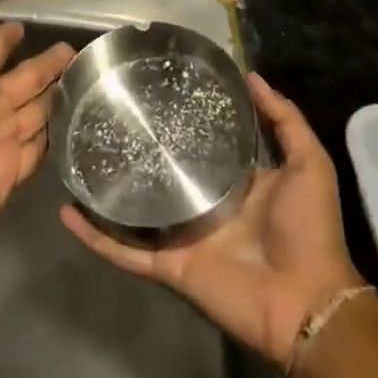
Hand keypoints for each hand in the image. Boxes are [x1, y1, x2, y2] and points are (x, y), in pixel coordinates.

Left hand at [0, 0, 73, 281]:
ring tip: (89, 84)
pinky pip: (39, 150)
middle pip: (26, 78)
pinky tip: (77, 129)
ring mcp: (0, 140)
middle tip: (78, 52)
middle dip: (48, 64)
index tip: (31, 21)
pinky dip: (55, 139)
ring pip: (37, 111)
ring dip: (58, 98)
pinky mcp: (11, 173)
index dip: (9, 34)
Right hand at [61, 73, 365, 369]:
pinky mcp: (168, 265)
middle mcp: (202, 203)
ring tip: (77, 157)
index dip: (179, 118)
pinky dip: (96, 236)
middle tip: (104, 114)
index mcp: (233, 180)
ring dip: (107, 190)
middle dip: (136, 149)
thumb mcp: (308, 162)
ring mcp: (182, 235)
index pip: (199, 141)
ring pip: (135, 209)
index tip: (153, 88)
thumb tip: (252, 76)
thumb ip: (284, 120)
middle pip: (161, 172)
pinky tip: (68, 211)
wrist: (307, 301)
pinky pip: (125, 250)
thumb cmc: (308, 228)